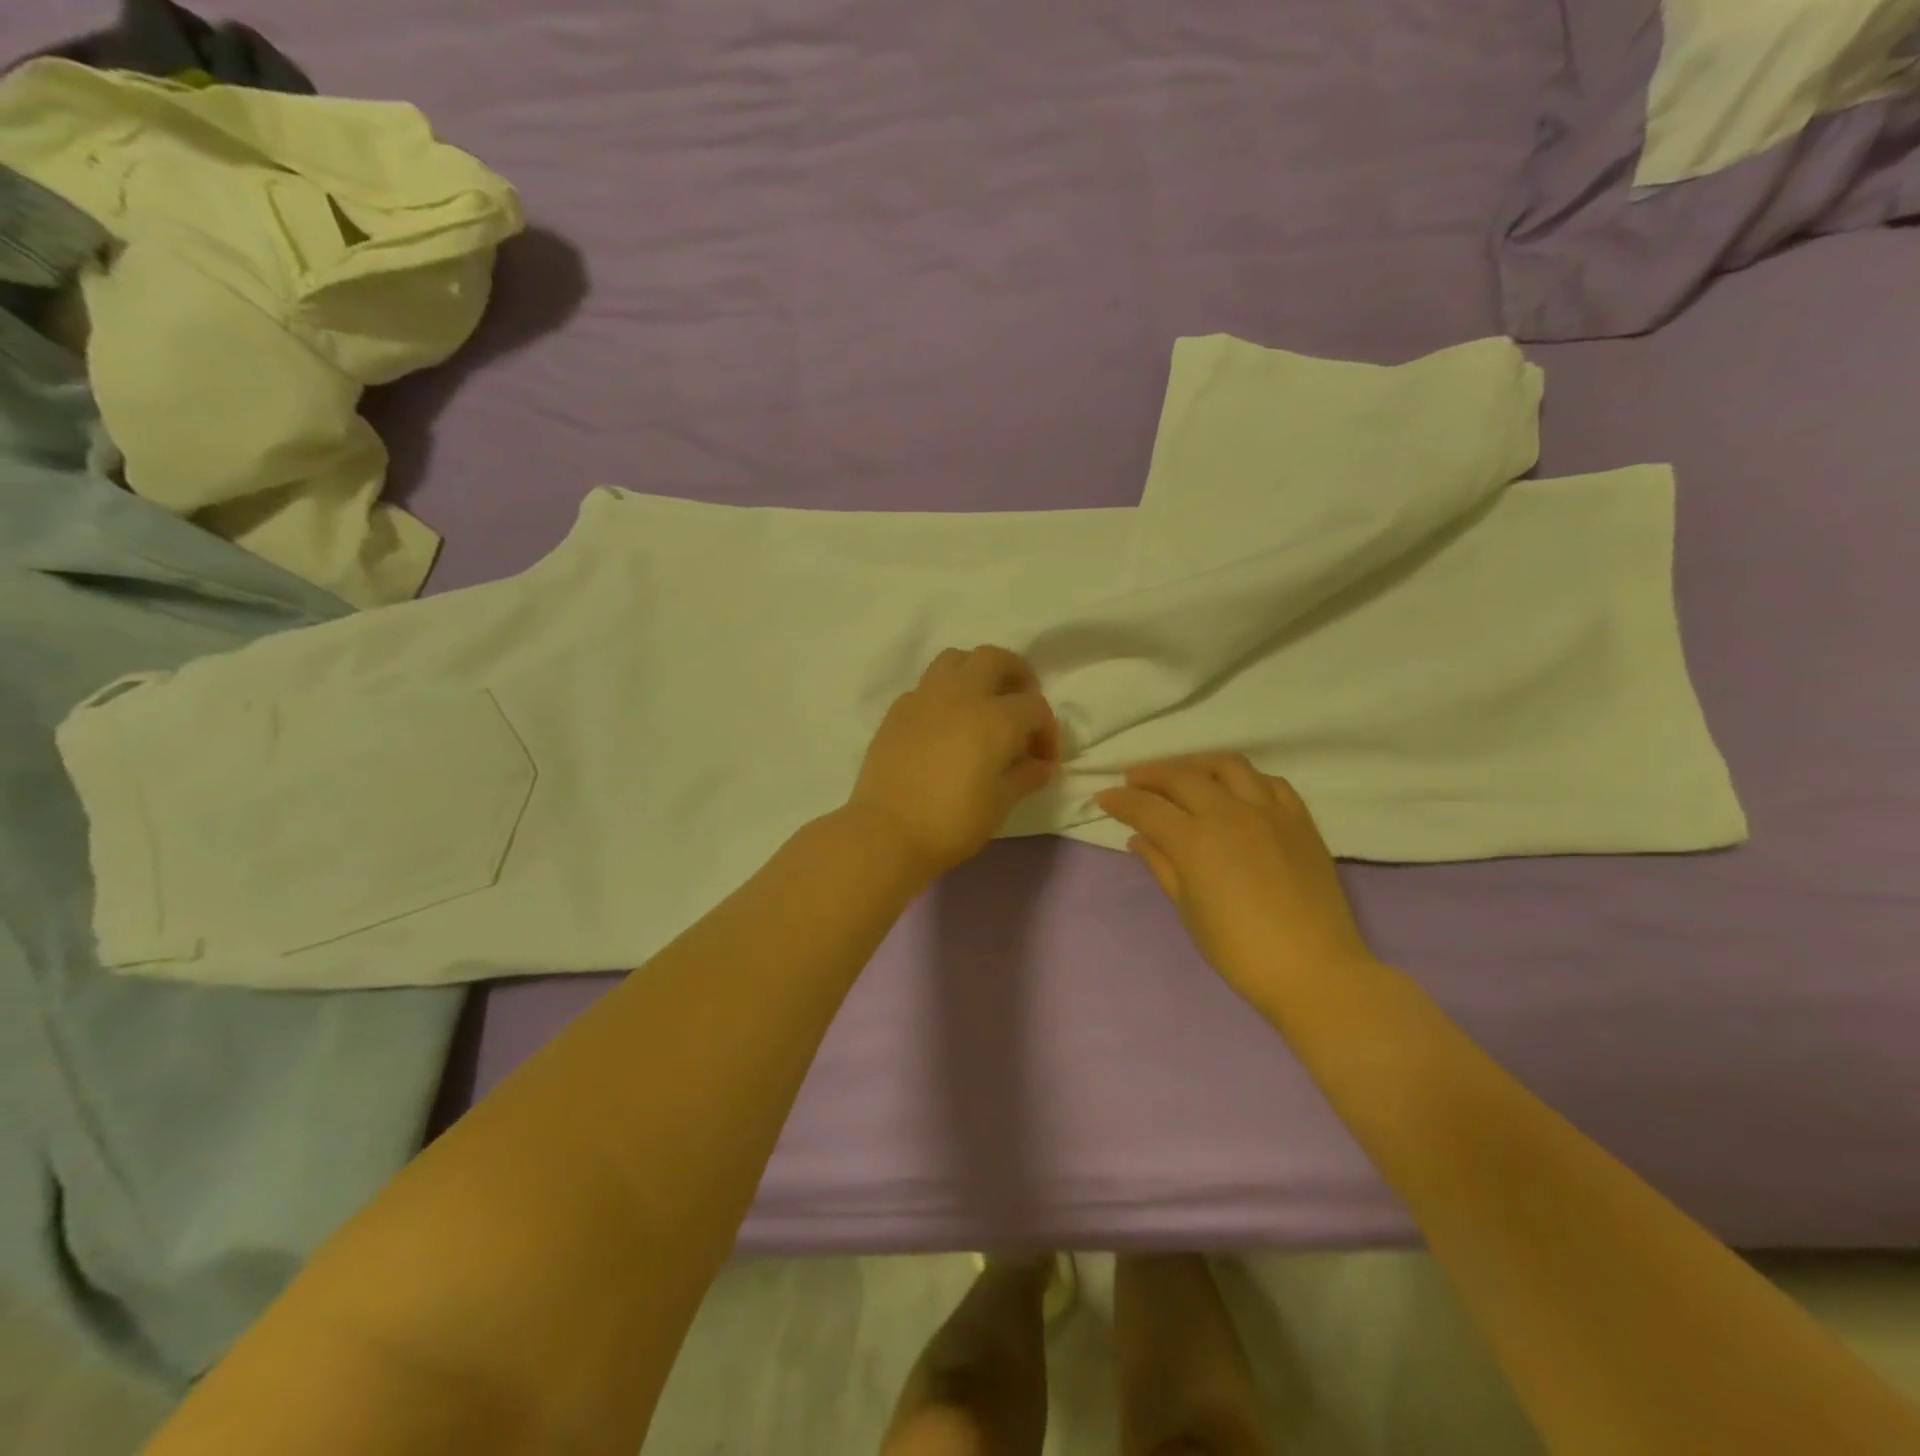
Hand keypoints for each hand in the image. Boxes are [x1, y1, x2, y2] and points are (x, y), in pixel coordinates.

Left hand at [847, 645, 1059, 879]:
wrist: (887, 832)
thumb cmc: (952, 822)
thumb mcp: (1000, 804)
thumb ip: (1026, 777)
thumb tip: (1042, 765)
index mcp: (995, 717)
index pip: (1034, 707)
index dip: (1047, 731)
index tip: (1043, 760)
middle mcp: (961, 695)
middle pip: (995, 659)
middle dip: (1017, 675)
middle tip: (1021, 704)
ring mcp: (925, 697)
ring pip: (956, 659)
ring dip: (976, 672)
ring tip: (983, 702)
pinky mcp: (898, 710)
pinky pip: (927, 685)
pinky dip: (945, 693)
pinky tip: (946, 724)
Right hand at [1097, 754, 1377, 1007]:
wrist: (1314, 969)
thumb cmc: (1239, 950)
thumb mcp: (1188, 909)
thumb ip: (1161, 866)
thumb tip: (1138, 838)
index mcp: (1195, 840)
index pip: (1146, 807)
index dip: (1120, 800)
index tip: (1104, 798)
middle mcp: (1229, 813)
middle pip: (1182, 776)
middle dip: (1151, 774)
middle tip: (1133, 781)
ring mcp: (1268, 811)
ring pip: (1227, 765)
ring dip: (1196, 764)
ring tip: (1183, 774)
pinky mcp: (1299, 819)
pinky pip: (1269, 782)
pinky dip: (1244, 779)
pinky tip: (1235, 790)